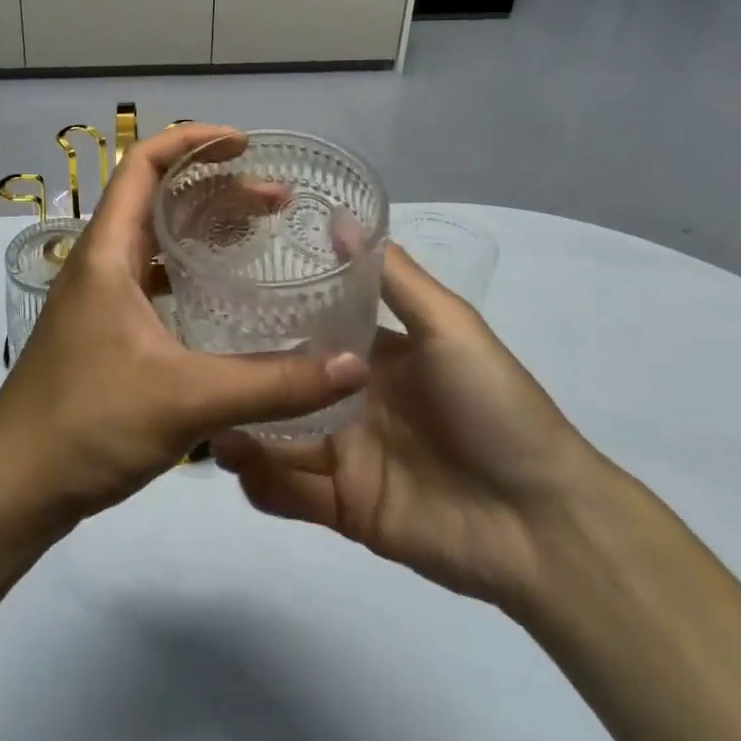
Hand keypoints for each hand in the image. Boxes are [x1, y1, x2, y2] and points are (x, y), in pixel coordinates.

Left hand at [0, 125, 368, 527]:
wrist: (15, 483)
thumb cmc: (89, 422)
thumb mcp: (187, 399)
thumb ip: (272, 383)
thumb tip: (352, 367)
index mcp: (107, 252)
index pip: (143, 163)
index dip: (192, 140)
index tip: (245, 144)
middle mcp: (99, 262)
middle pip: (156, 197)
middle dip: (215, 187)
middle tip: (276, 200)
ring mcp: (99, 296)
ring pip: (155, 239)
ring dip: (203, 228)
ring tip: (259, 235)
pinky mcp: (104, 329)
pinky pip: (152, 278)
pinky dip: (188, 270)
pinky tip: (222, 295)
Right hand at [213, 245, 602, 608]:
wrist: (543, 524)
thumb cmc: (495, 408)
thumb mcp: (448, 327)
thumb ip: (392, 277)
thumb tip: (339, 216)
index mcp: (372, 356)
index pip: (307, 328)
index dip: (266, 314)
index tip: (216, 296)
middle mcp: (350, 400)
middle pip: (283, 384)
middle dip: (242, 377)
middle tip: (197, 366)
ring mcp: (344, 455)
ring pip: (276, 436)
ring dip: (241, 430)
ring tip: (209, 422)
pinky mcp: (343, 507)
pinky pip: (289, 492)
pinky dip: (260, 482)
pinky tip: (239, 465)